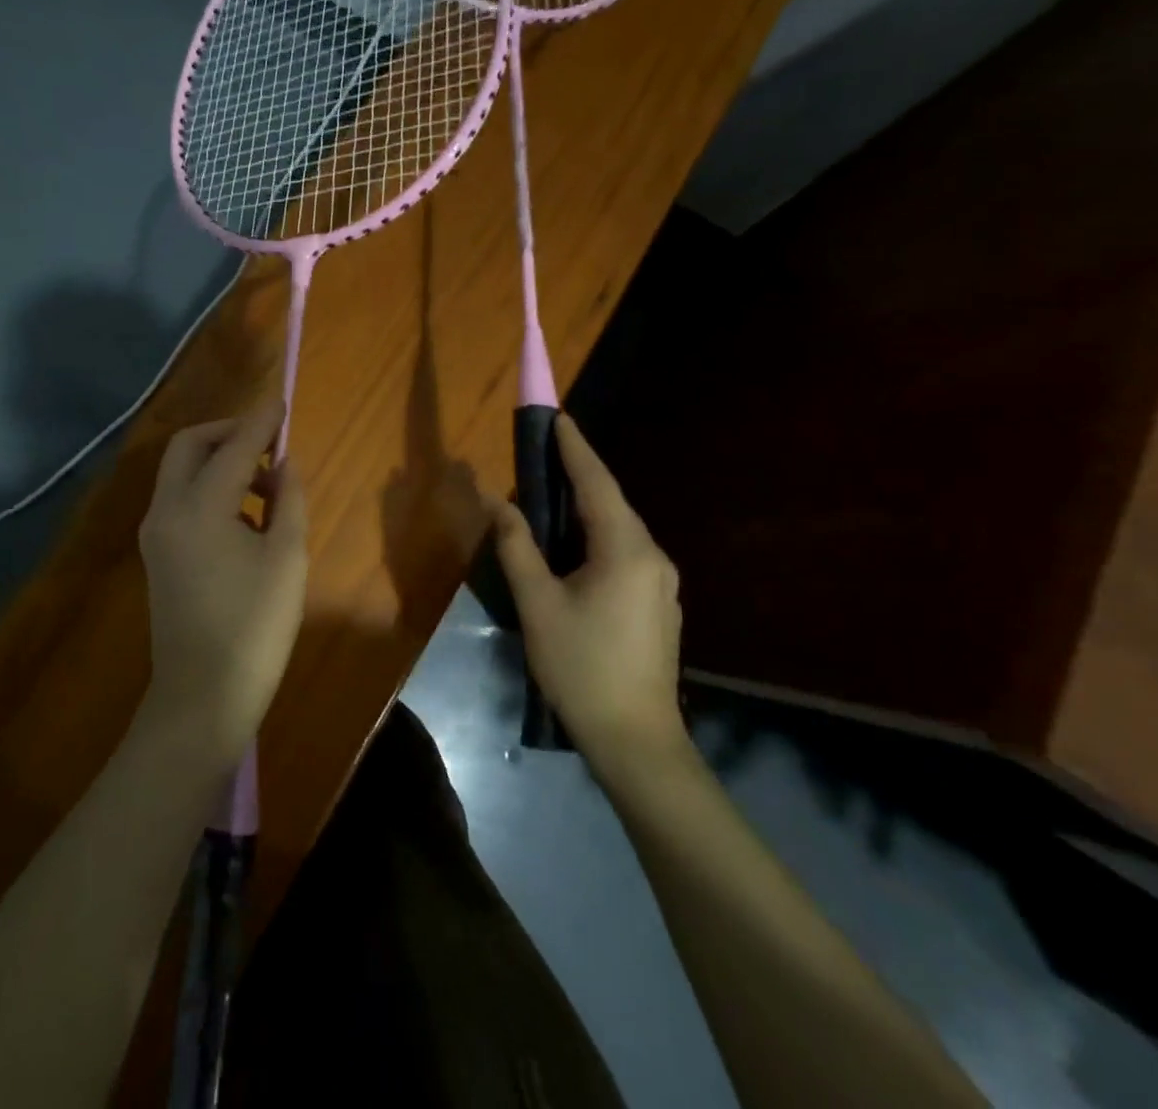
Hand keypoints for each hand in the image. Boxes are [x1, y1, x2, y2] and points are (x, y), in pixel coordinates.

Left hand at [138, 399, 308, 763]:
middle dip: (229, 432)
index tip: (283, 400)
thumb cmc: (255, 628)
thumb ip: (288, 500)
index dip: (261, 421)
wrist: (202, 697)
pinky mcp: (157, 552)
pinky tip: (244, 512)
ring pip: (181, 471)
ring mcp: (155, 533)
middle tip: (269, 442)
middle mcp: (166, 510)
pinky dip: (209, 487)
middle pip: (190, 446)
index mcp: (199, 508)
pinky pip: (180, 498)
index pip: (233, 447)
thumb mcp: (287, 559)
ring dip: (219, 460)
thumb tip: (284, 463)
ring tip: (267, 482)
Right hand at [491, 414, 685, 762]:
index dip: (575, 448)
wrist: (636, 740)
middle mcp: (653, 557)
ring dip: (587, 508)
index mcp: (626, 549)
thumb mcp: (538, 604)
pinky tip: (574, 549)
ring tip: (552, 496)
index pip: (596, 483)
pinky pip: (626, 552)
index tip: (558, 418)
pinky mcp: (660, 604)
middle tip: (546, 454)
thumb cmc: (581, 667)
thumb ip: (517, 546)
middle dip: (579, 475)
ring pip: (619, 530)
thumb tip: (495, 501)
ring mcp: (662, 582)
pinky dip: (597, 536)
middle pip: (611, 503)